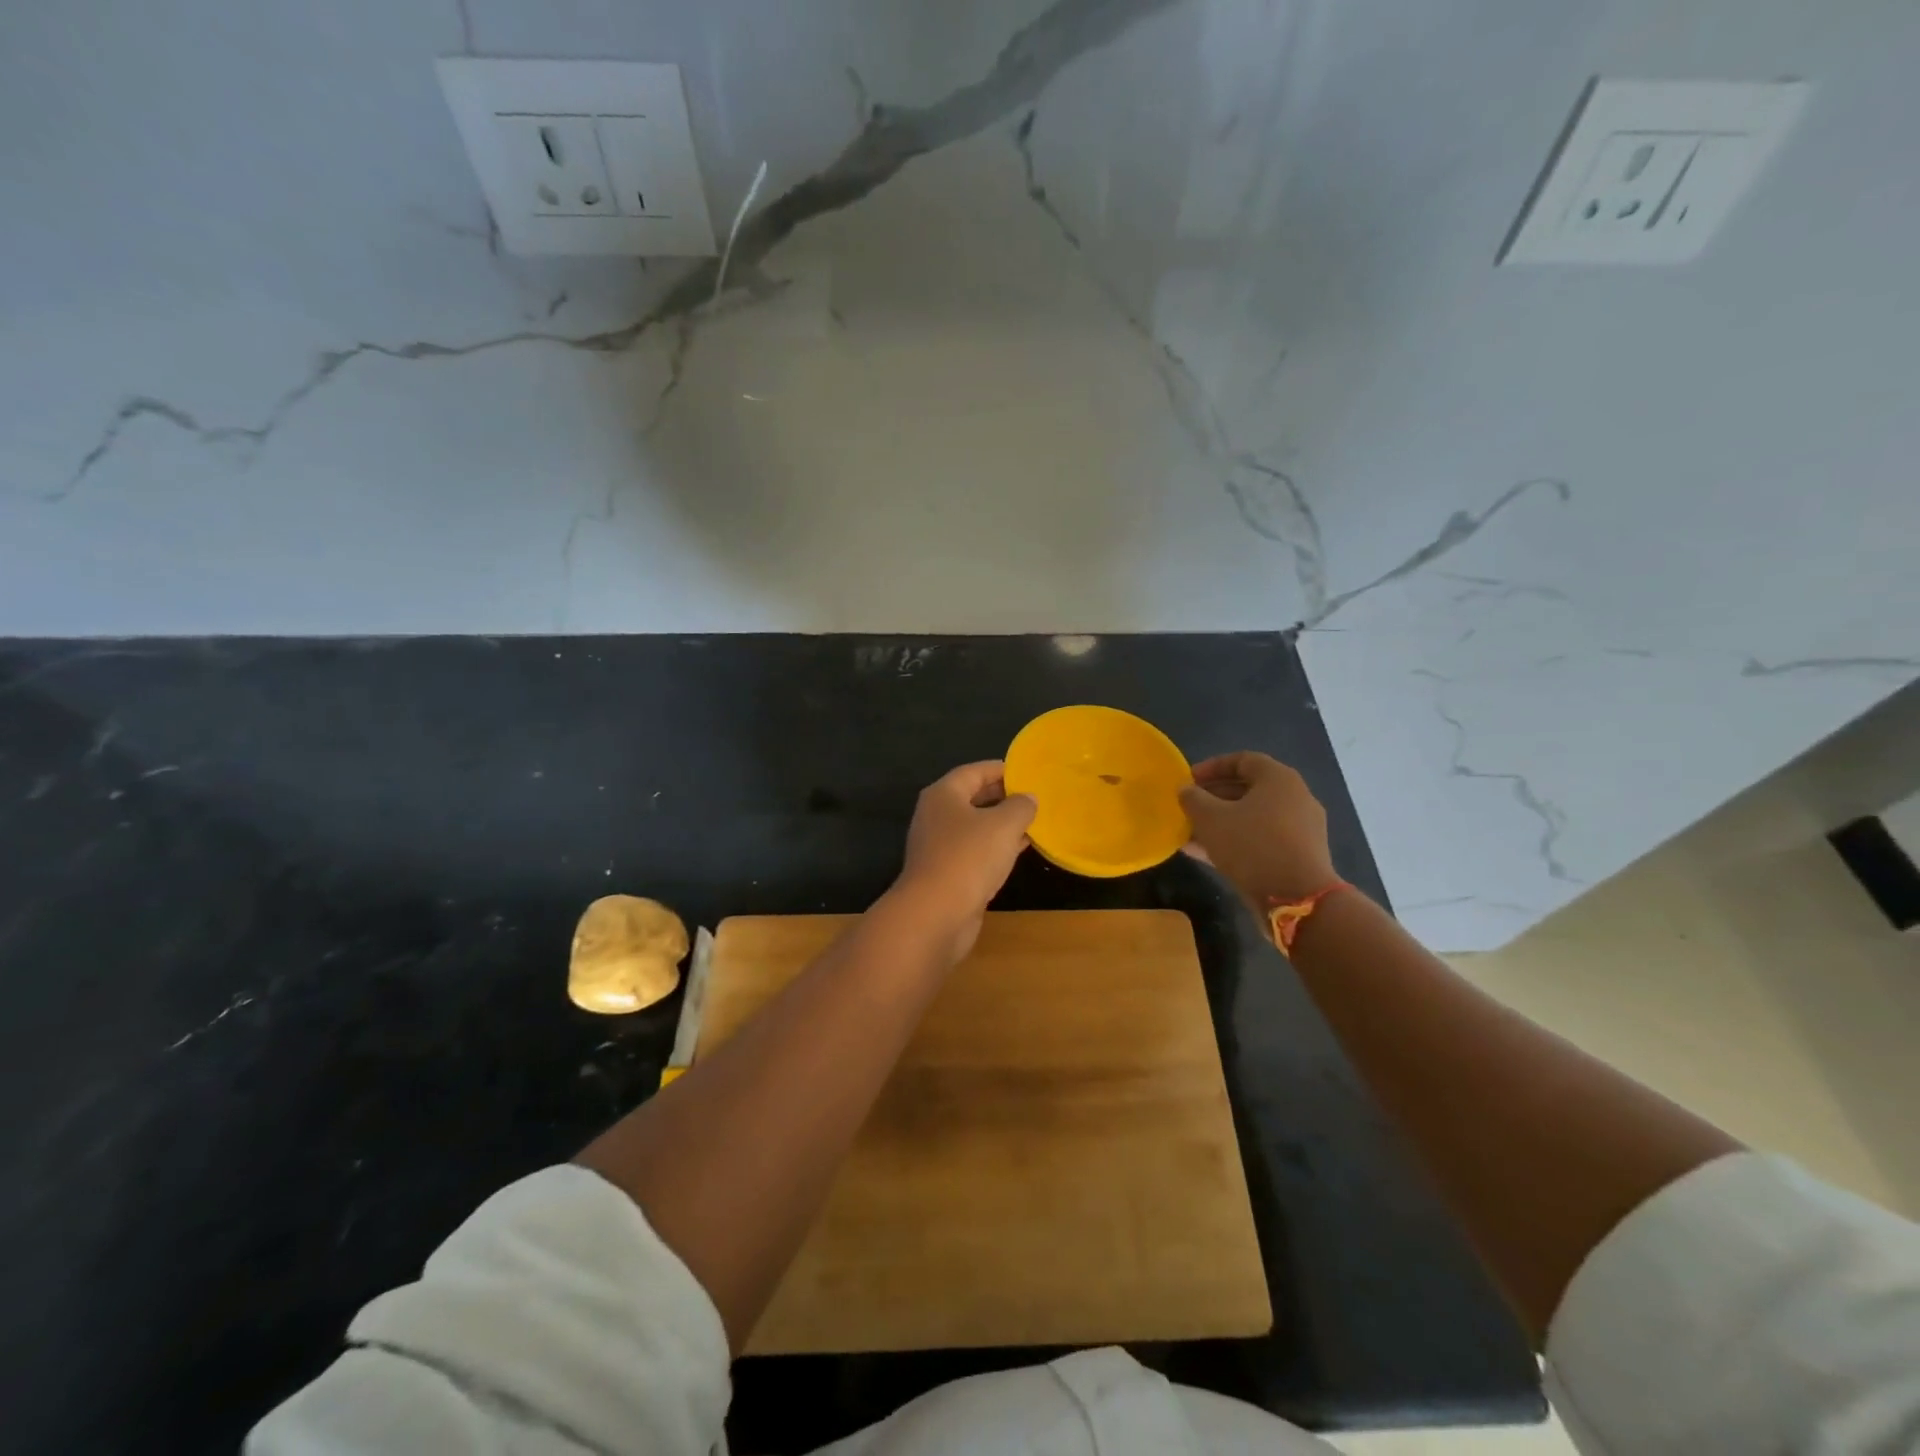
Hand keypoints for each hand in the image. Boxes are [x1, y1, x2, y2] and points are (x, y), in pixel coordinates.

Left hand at [886, 761, 1035, 963]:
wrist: (935, 913)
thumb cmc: (968, 857)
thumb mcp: (1004, 825)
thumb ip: (1021, 806)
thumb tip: (1029, 798)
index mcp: (944, 794)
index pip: (974, 771)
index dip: (1002, 769)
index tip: (1028, 772)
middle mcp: (936, 815)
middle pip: (973, 798)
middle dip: (1003, 796)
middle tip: (1034, 797)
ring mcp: (938, 846)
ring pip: (975, 826)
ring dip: (1002, 824)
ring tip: (1033, 822)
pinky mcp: (945, 872)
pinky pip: (975, 851)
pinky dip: (995, 847)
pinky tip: (1018, 851)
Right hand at [1180, 752, 1337, 907]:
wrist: (1297, 898)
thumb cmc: (1252, 845)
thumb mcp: (1211, 819)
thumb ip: (1193, 799)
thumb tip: (1186, 790)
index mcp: (1279, 779)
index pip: (1243, 760)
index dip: (1212, 767)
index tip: (1188, 780)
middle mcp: (1294, 798)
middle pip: (1248, 789)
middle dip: (1213, 797)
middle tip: (1188, 807)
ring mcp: (1299, 828)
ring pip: (1252, 817)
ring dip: (1221, 822)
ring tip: (1190, 833)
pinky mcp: (1298, 855)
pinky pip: (1261, 839)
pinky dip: (1235, 841)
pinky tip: (1205, 854)